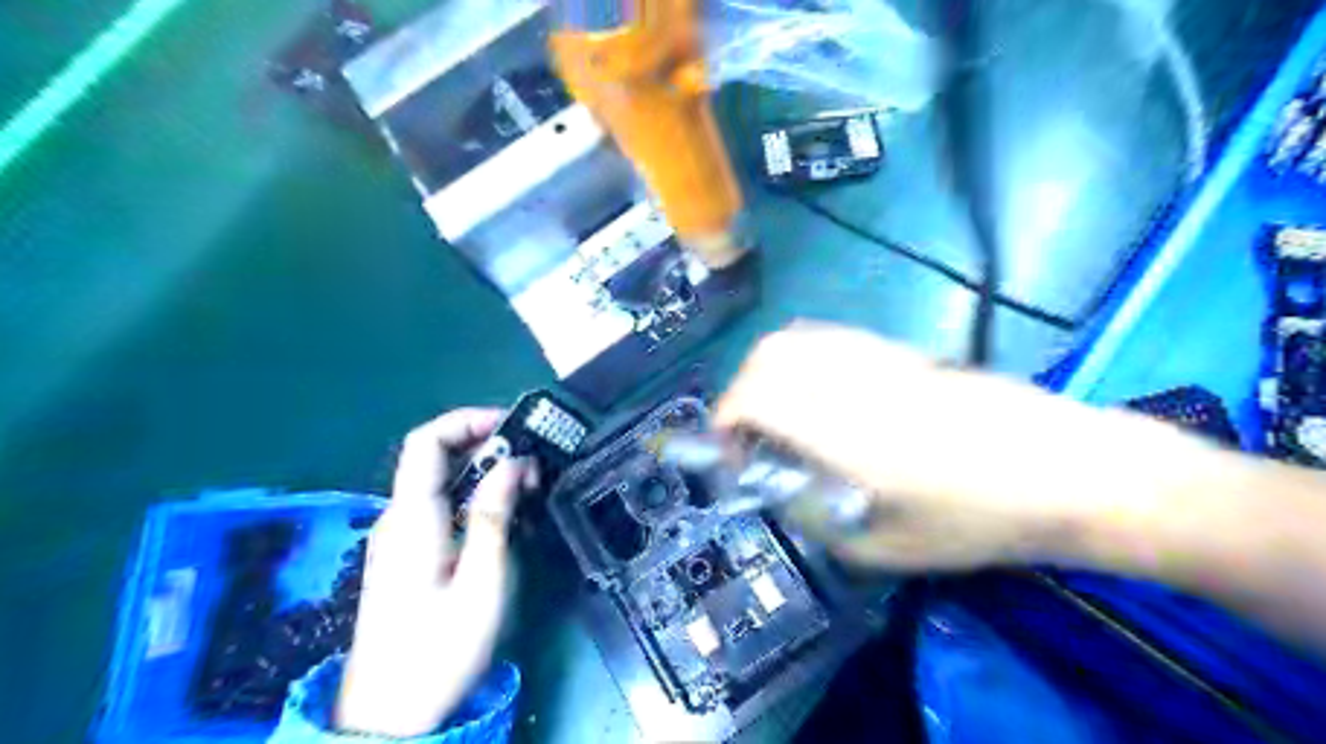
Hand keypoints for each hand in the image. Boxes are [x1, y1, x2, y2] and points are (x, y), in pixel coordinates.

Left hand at [338, 414, 531, 736]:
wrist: (390, 713)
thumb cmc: (439, 649)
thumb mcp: (481, 583)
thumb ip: (494, 517)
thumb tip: (513, 462)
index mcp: (411, 517)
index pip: (426, 442)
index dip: (466, 421)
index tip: (513, 427)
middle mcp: (399, 517)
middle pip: (436, 458)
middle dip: (487, 449)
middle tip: (533, 465)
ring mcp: (401, 536)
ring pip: (442, 483)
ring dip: (486, 476)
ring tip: (528, 490)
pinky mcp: (409, 554)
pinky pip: (442, 507)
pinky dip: (476, 499)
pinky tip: (505, 520)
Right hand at [722, 324, 1216, 572]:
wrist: (1067, 469)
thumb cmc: (975, 519)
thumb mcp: (880, 546)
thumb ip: (810, 514)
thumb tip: (775, 488)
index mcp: (840, 427)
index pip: (752, 396)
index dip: (725, 421)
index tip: (732, 455)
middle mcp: (850, 378)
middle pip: (767, 355)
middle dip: (742, 394)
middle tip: (755, 438)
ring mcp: (878, 356)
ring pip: (796, 339)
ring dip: (772, 375)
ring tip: (785, 419)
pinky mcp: (901, 350)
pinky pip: (830, 340)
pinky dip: (805, 363)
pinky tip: (825, 401)